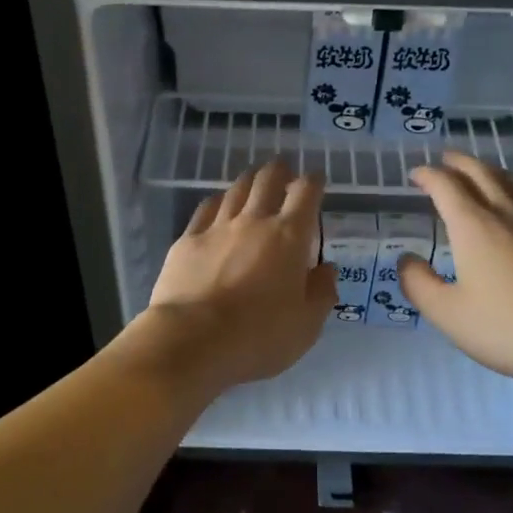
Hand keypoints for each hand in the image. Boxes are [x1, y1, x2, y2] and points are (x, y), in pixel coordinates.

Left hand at [128, 161, 335, 394]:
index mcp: (289, 238)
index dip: (313, 181)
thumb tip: (325, 269)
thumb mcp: (306, 326)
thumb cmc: (258, 337)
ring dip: (249, 181)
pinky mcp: (187, 240)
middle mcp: (254, 222)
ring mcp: (217, 227)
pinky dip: (218, 201)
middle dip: (279, 171)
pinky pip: (206, 208)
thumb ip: (321, 293)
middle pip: (268, 180)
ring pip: (236, 189)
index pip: (306, 193)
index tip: (316, 180)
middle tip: (284, 172)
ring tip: (254, 181)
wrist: (191, 340)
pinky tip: (218, 204)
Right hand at [397, 150, 512, 389]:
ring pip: (511, 182)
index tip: (415, 175)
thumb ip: (419, 284)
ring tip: (478, 172)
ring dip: (488, 170)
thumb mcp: (448, 314)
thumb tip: (406, 259)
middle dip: (458, 162)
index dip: (427, 175)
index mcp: (473, 227)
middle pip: (481, 172)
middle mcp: (506, 214)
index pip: (446, 186)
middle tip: (444, 160)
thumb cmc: (507, 328)